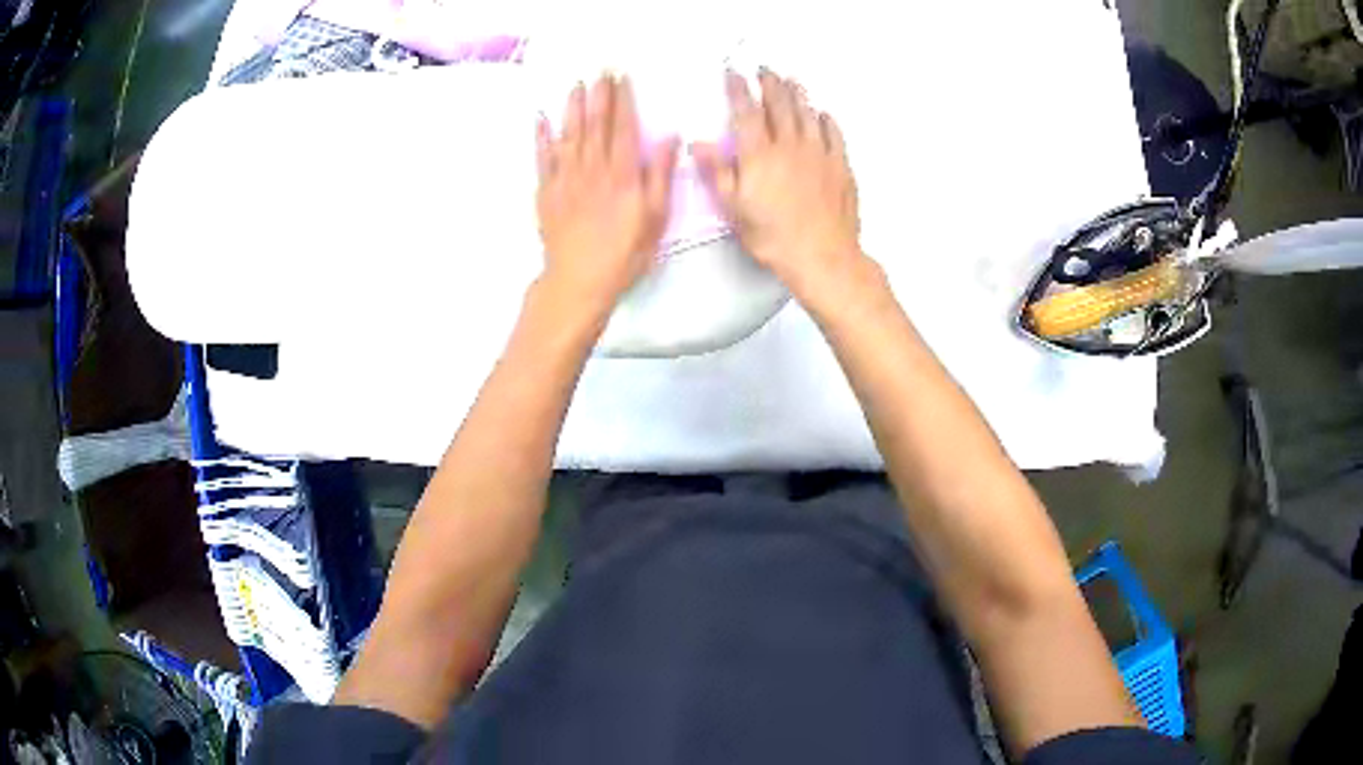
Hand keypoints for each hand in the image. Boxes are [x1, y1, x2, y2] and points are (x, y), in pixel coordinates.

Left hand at [535, 74, 679, 316]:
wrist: (578, 281)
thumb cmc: (623, 254)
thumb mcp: (655, 219)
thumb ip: (659, 176)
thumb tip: (668, 138)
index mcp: (622, 174)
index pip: (624, 127)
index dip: (624, 100)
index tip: (623, 78)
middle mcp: (592, 169)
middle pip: (596, 124)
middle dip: (599, 95)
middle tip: (600, 71)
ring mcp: (565, 178)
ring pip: (569, 134)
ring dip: (572, 107)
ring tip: (576, 85)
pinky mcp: (546, 192)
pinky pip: (542, 158)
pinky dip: (541, 137)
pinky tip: (541, 119)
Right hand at [691, 70, 863, 301]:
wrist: (822, 256)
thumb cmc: (775, 238)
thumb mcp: (734, 209)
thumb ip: (717, 172)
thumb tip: (698, 145)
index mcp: (760, 155)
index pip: (746, 112)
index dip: (739, 90)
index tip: (734, 75)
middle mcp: (790, 146)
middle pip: (780, 105)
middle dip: (770, 84)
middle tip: (765, 71)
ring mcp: (819, 154)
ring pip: (807, 114)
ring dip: (797, 94)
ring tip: (791, 81)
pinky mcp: (840, 167)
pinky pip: (834, 134)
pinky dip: (826, 120)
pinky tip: (823, 114)